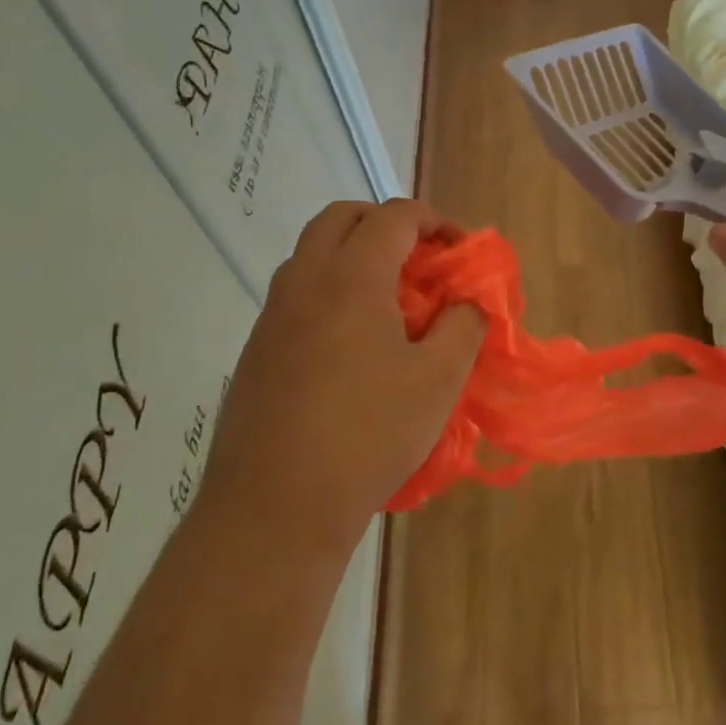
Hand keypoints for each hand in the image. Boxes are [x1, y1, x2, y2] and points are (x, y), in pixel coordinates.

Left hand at [205, 199, 485, 557]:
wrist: (274, 508)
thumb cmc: (367, 435)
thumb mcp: (437, 380)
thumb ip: (463, 326)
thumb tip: (469, 302)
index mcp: (351, 278)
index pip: (394, 216)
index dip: (435, 221)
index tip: (460, 251)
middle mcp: (304, 281)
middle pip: (342, 217)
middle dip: (387, 223)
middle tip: (421, 259)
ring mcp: (273, 315)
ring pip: (312, 253)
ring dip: (354, 254)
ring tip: (391, 299)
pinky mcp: (257, 349)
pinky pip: (297, 292)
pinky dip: (330, 288)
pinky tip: (354, 342)